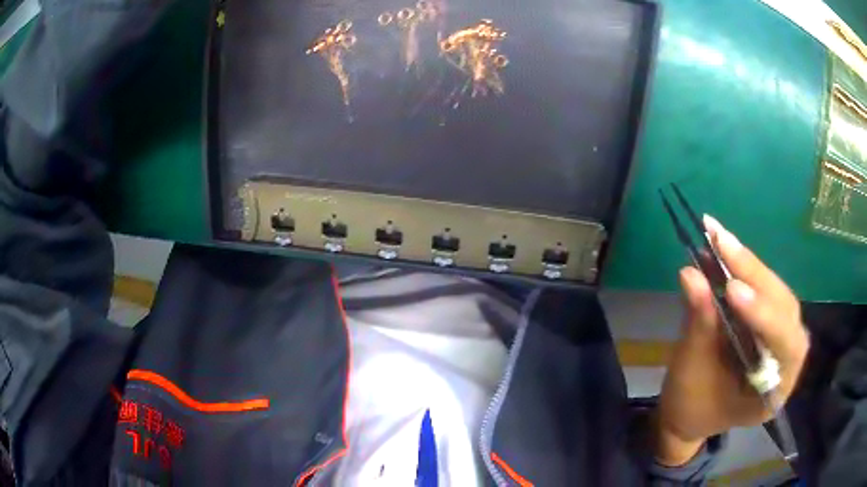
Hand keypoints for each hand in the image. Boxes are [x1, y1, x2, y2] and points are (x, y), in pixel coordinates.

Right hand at [654, 215, 808, 465]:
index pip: (784, 346)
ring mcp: (782, 337)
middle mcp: (788, 360)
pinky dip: (746, 269)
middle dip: (755, 276)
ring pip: (777, 294)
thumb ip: (699, 326)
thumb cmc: (692, 407)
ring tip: (720, 239)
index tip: (732, 290)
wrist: (691, 415)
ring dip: (750, 266)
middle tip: (722, 244)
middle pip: (784, 309)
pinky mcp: (770, 321)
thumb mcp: (692, 373)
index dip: (763, 315)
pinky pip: (765, 291)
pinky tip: (726, 249)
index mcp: (775, 391)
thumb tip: (690, 274)